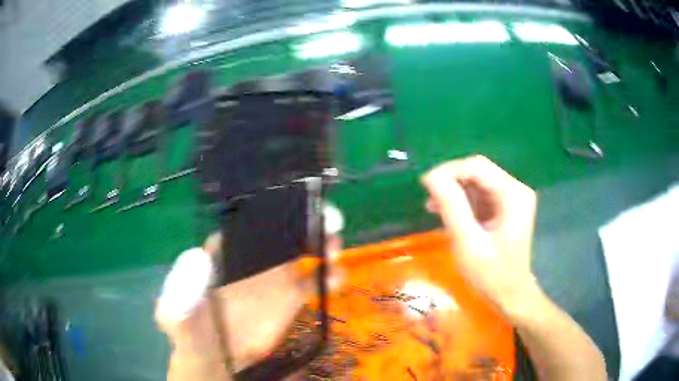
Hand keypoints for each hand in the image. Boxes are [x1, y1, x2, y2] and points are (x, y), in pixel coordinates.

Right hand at [421, 155, 538, 312]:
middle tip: (429, 199)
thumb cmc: (491, 274)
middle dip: (451, 182)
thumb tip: (431, 177)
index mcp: (513, 194)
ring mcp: (512, 198)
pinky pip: (480, 195)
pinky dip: (462, 201)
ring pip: (477, 182)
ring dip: (454, 191)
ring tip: (433, 208)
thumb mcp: (468, 242)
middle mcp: (516, 189)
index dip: (448, 171)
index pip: (477, 166)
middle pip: (478, 171)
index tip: (425, 186)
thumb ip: (452, 206)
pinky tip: (448, 213)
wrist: (510, 295)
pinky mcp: (506, 207)